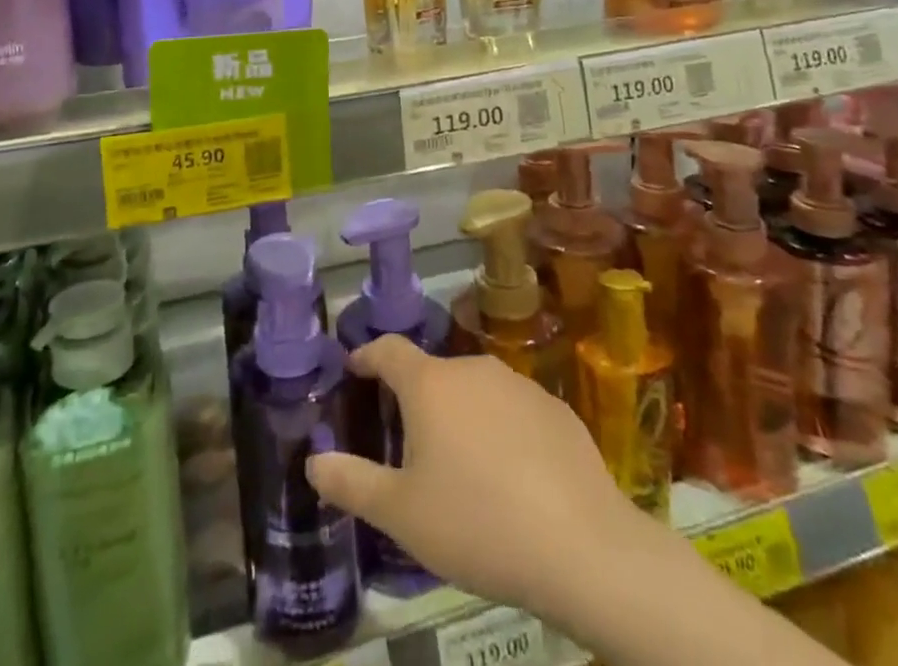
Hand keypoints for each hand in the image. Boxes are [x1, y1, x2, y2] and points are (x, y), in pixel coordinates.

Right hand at [307, 337, 667, 618]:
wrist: (583, 547)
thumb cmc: (478, 524)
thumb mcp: (401, 515)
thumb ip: (351, 482)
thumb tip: (313, 460)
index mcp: (430, 385)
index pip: (388, 349)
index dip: (367, 355)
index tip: (355, 368)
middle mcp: (472, 369)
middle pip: (433, 375)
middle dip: (416, 400)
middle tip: (409, 445)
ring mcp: (519, 385)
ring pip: (475, 392)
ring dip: (461, 416)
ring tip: (461, 466)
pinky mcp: (556, 409)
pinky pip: (514, 411)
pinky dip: (501, 431)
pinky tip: (511, 477)